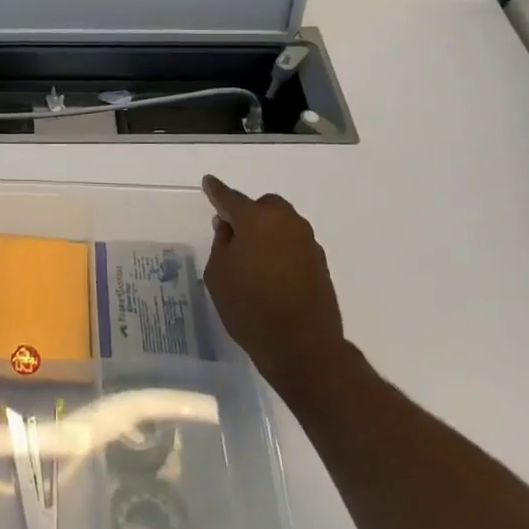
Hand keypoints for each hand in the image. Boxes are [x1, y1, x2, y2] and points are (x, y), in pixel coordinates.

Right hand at [202, 175, 349, 397]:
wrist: (302, 345)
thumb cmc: (249, 307)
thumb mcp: (218, 274)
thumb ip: (222, 243)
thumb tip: (229, 227)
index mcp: (257, 220)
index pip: (230, 198)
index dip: (217, 191)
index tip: (208, 182)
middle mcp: (286, 223)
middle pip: (264, 206)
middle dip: (248, 213)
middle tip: (232, 233)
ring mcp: (307, 242)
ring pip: (282, 223)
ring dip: (266, 231)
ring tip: (251, 256)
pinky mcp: (320, 262)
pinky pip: (293, 243)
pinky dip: (280, 248)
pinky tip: (270, 271)